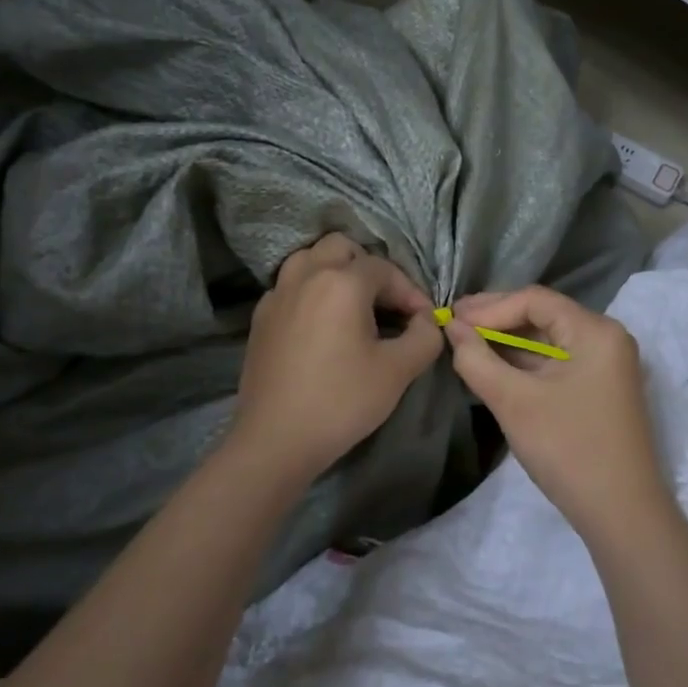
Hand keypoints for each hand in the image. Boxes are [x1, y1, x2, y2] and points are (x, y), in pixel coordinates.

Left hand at [228, 234, 442, 481]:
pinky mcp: (261, 317)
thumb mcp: (398, 371)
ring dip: (334, 271)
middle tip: (385, 302)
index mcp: (342, 282)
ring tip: (352, 303)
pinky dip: (310, 290)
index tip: (423, 320)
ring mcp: (278, 294)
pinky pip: (290, 285)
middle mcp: (306, 276)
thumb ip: (424, 336)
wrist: (276, 439)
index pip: (384, 268)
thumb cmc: (342, 401)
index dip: (410, 291)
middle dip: (369, 267)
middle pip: (341, 247)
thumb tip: (426, 320)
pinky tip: (321, 323)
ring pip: (309, 259)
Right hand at [444, 286, 667, 539]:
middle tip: (453, 323)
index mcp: (595, 331)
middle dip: (496, 319)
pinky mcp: (598, 389)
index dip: (489, 307)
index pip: (535, 300)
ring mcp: (604, 365)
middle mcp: (605, 338)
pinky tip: (491, 364)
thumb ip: (477, 359)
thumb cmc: (568, 449)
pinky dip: (523, 361)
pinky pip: (555, 362)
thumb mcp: (514, 402)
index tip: (452, 320)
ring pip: (547, 339)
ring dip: (507, 340)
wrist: (622, 516)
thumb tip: (451, 328)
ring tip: (464, 341)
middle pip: (542, 314)